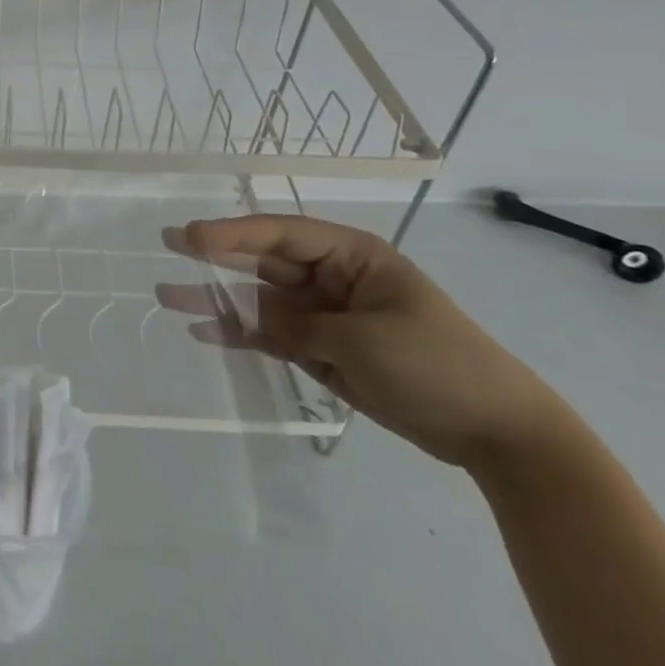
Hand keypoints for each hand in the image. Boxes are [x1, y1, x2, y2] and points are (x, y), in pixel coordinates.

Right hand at [160, 215, 564, 469]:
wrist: (495, 431)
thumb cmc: (436, 363)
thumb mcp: (362, 340)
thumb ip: (295, 326)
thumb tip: (243, 319)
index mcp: (353, 256)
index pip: (281, 234)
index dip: (233, 234)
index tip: (190, 238)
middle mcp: (332, 277)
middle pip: (263, 262)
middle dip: (216, 257)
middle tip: (168, 243)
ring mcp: (324, 314)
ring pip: (259, 300)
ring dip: (217, 300)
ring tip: (168, 296)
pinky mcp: (321, 349)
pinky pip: (270, 334)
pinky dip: (239, 334)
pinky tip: (204, 332)